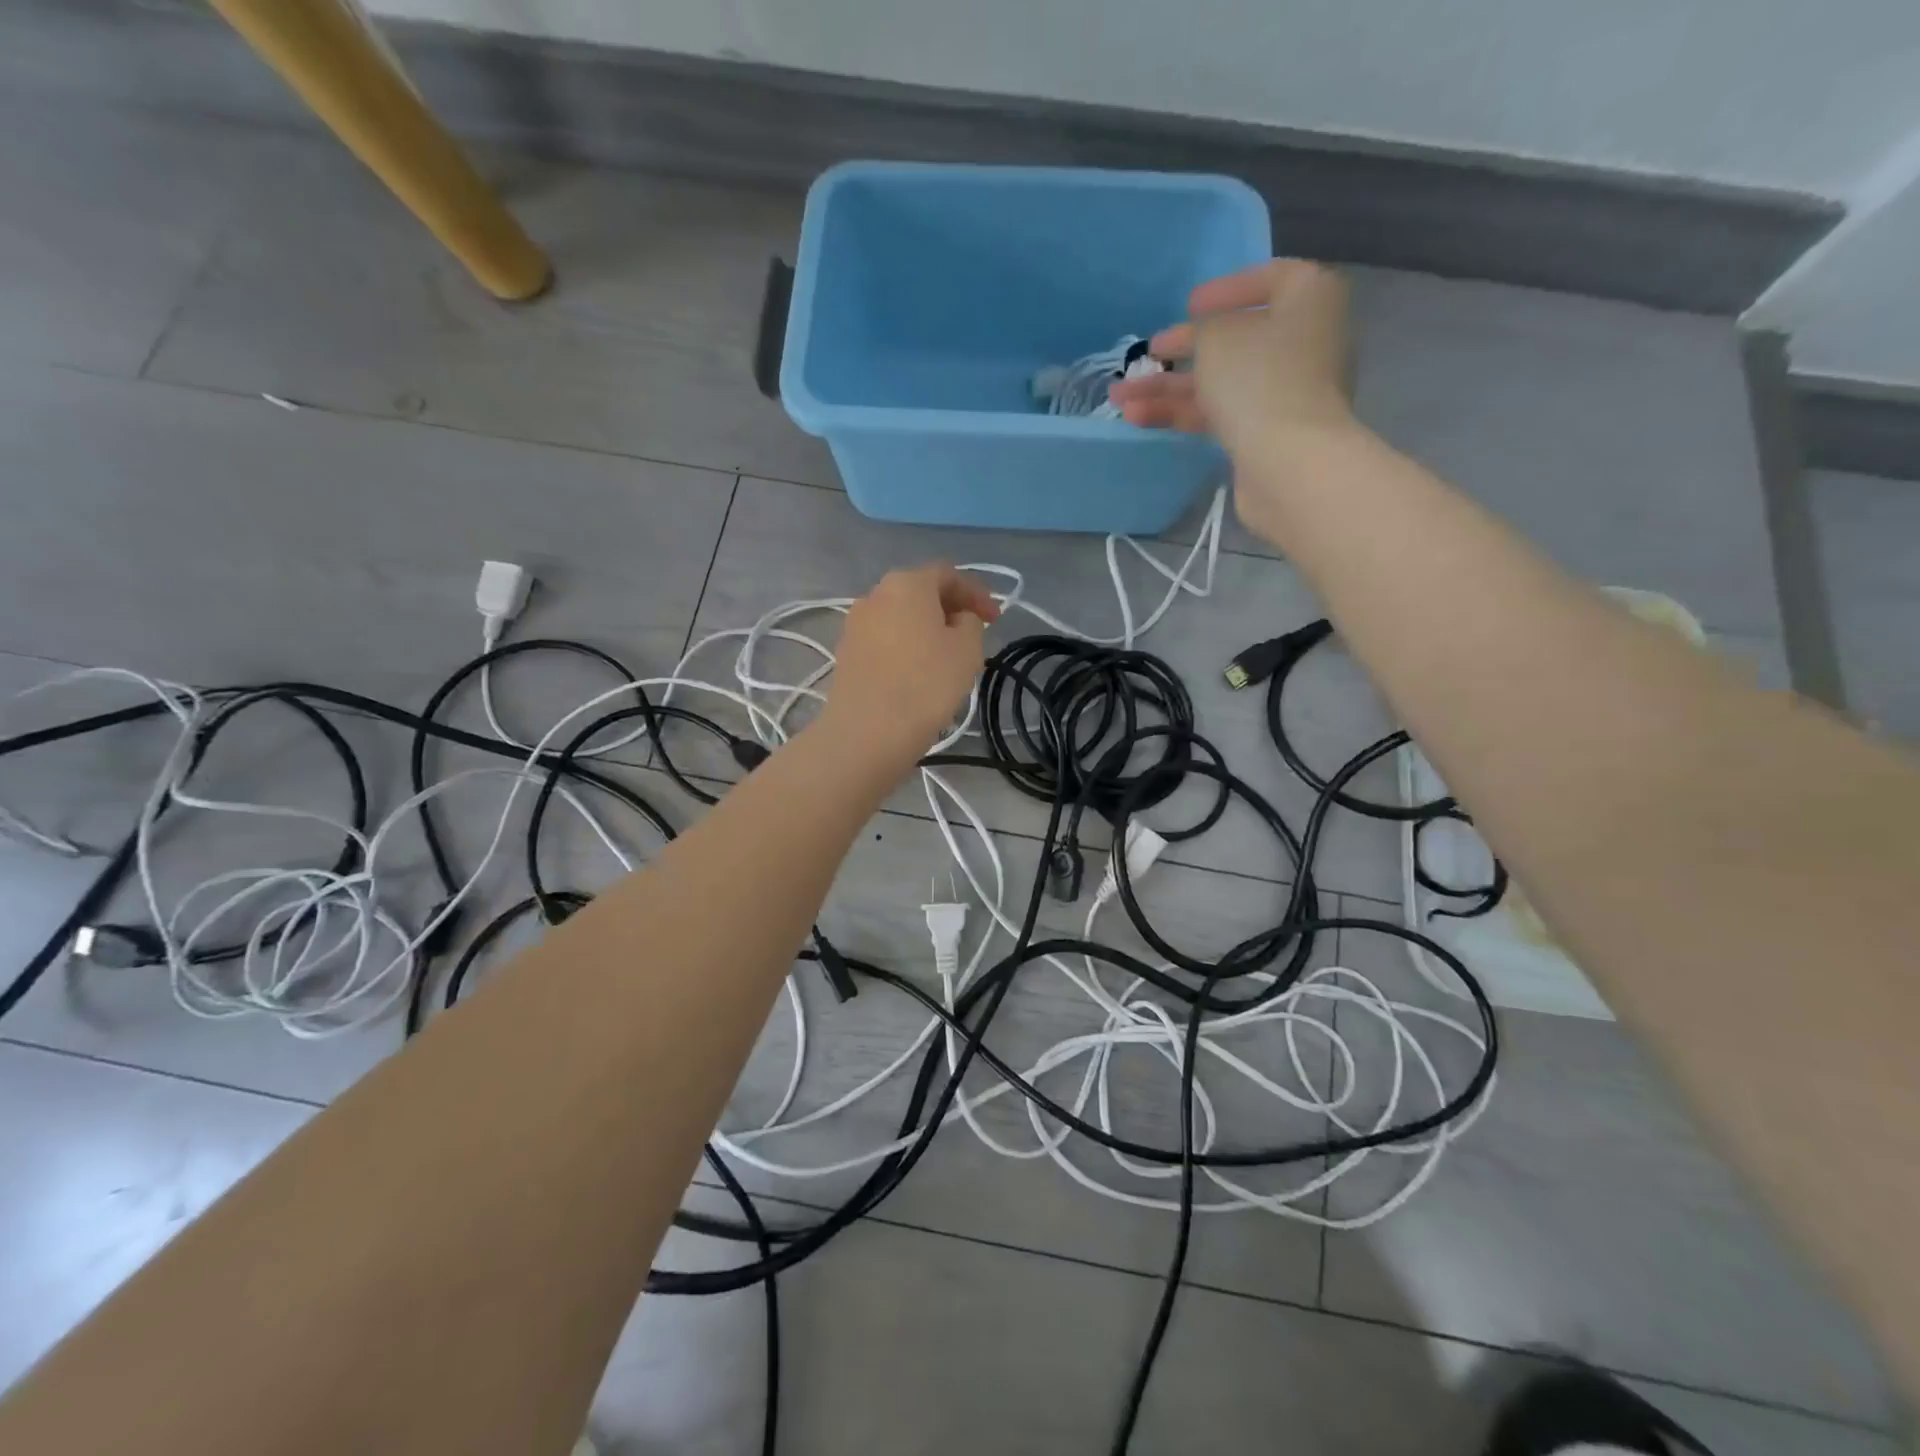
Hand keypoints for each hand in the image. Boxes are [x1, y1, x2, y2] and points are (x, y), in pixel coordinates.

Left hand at [826, 564, 999, 761]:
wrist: (868, 731)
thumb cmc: (926, 684)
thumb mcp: (968, 649)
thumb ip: (970, 622)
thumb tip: (956, 619)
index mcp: (907, 583)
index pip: (948, 574)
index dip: (976, 593)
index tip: (995, 618)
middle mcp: (875, 594)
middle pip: (920, 592)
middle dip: (949, 609)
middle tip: (972, 634)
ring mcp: (855, 624)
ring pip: (900, 617)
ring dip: (926, 629)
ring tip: (946, 656)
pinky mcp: (845, 653)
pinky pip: (884, 640)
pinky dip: (905, 647)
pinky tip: (917, 672)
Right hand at [1109, 261, 1358, 538]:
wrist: (1288, 462)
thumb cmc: (1259, 379)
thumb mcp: (1218, 338)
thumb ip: (1202, 331)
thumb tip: (1203, 340)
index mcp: (1309, 299)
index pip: (1271, 279)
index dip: (1227, 290)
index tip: (1190, 305)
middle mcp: (1303, 342)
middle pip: (1236, 340)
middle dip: (1183, 350)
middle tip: (1147, 354)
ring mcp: (1284, 392)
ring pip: (1219, 382)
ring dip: (1168, 388)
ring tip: (1120, 397)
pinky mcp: (1265, 434)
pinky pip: (1219, 414)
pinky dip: (1181, 413)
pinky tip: (1138, 417)